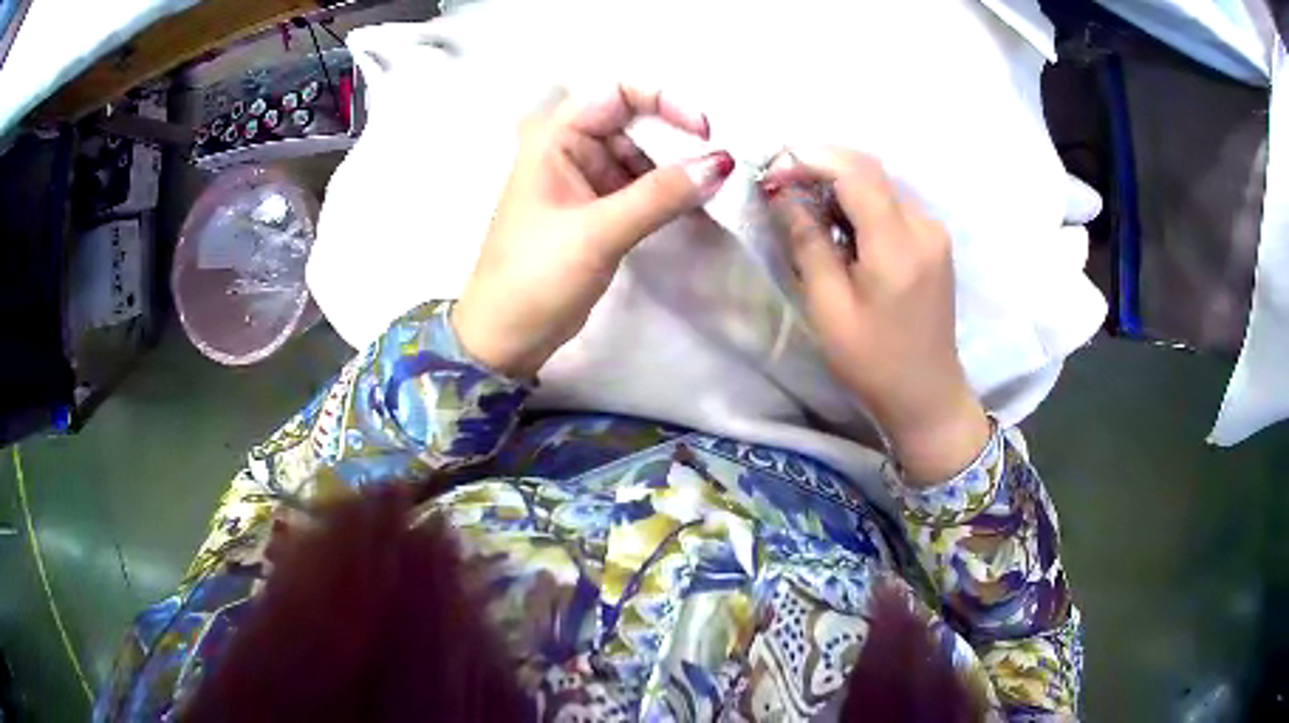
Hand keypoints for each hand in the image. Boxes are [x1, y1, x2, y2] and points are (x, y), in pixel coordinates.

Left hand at [452, 85, 735, 378]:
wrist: (506, 337)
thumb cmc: (535, 276)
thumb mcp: (598, 231)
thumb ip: (661, 195)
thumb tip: (722, 162)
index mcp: (555, 137)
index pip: (617, 92)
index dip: (664, 100)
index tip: (704, 130)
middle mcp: (572, 149)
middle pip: (636, 122)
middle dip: (679, 138)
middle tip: (723, 162)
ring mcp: (587, 181)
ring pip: (644, 157)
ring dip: (679, 169)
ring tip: (719, 187)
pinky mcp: (600, 211)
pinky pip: (643, 188)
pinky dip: (670, 194)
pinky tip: (699, 204)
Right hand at [761, 150, 989, 483]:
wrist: (927, 395)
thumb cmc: (873, 362)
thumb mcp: (829, 308)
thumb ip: (808, 243)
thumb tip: (783, 194)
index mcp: (898, 245)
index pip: (855, 173)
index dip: (810, 160)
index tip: (773, 172)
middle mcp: (924, 226)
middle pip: (870, 169)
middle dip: (822, 165)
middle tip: (782, 184)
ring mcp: (934, 231)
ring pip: (881, 182)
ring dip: (841, 182)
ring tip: (805, 205)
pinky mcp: (935, 240)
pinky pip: (893, 202)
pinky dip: (861, 200)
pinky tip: (840, 223)